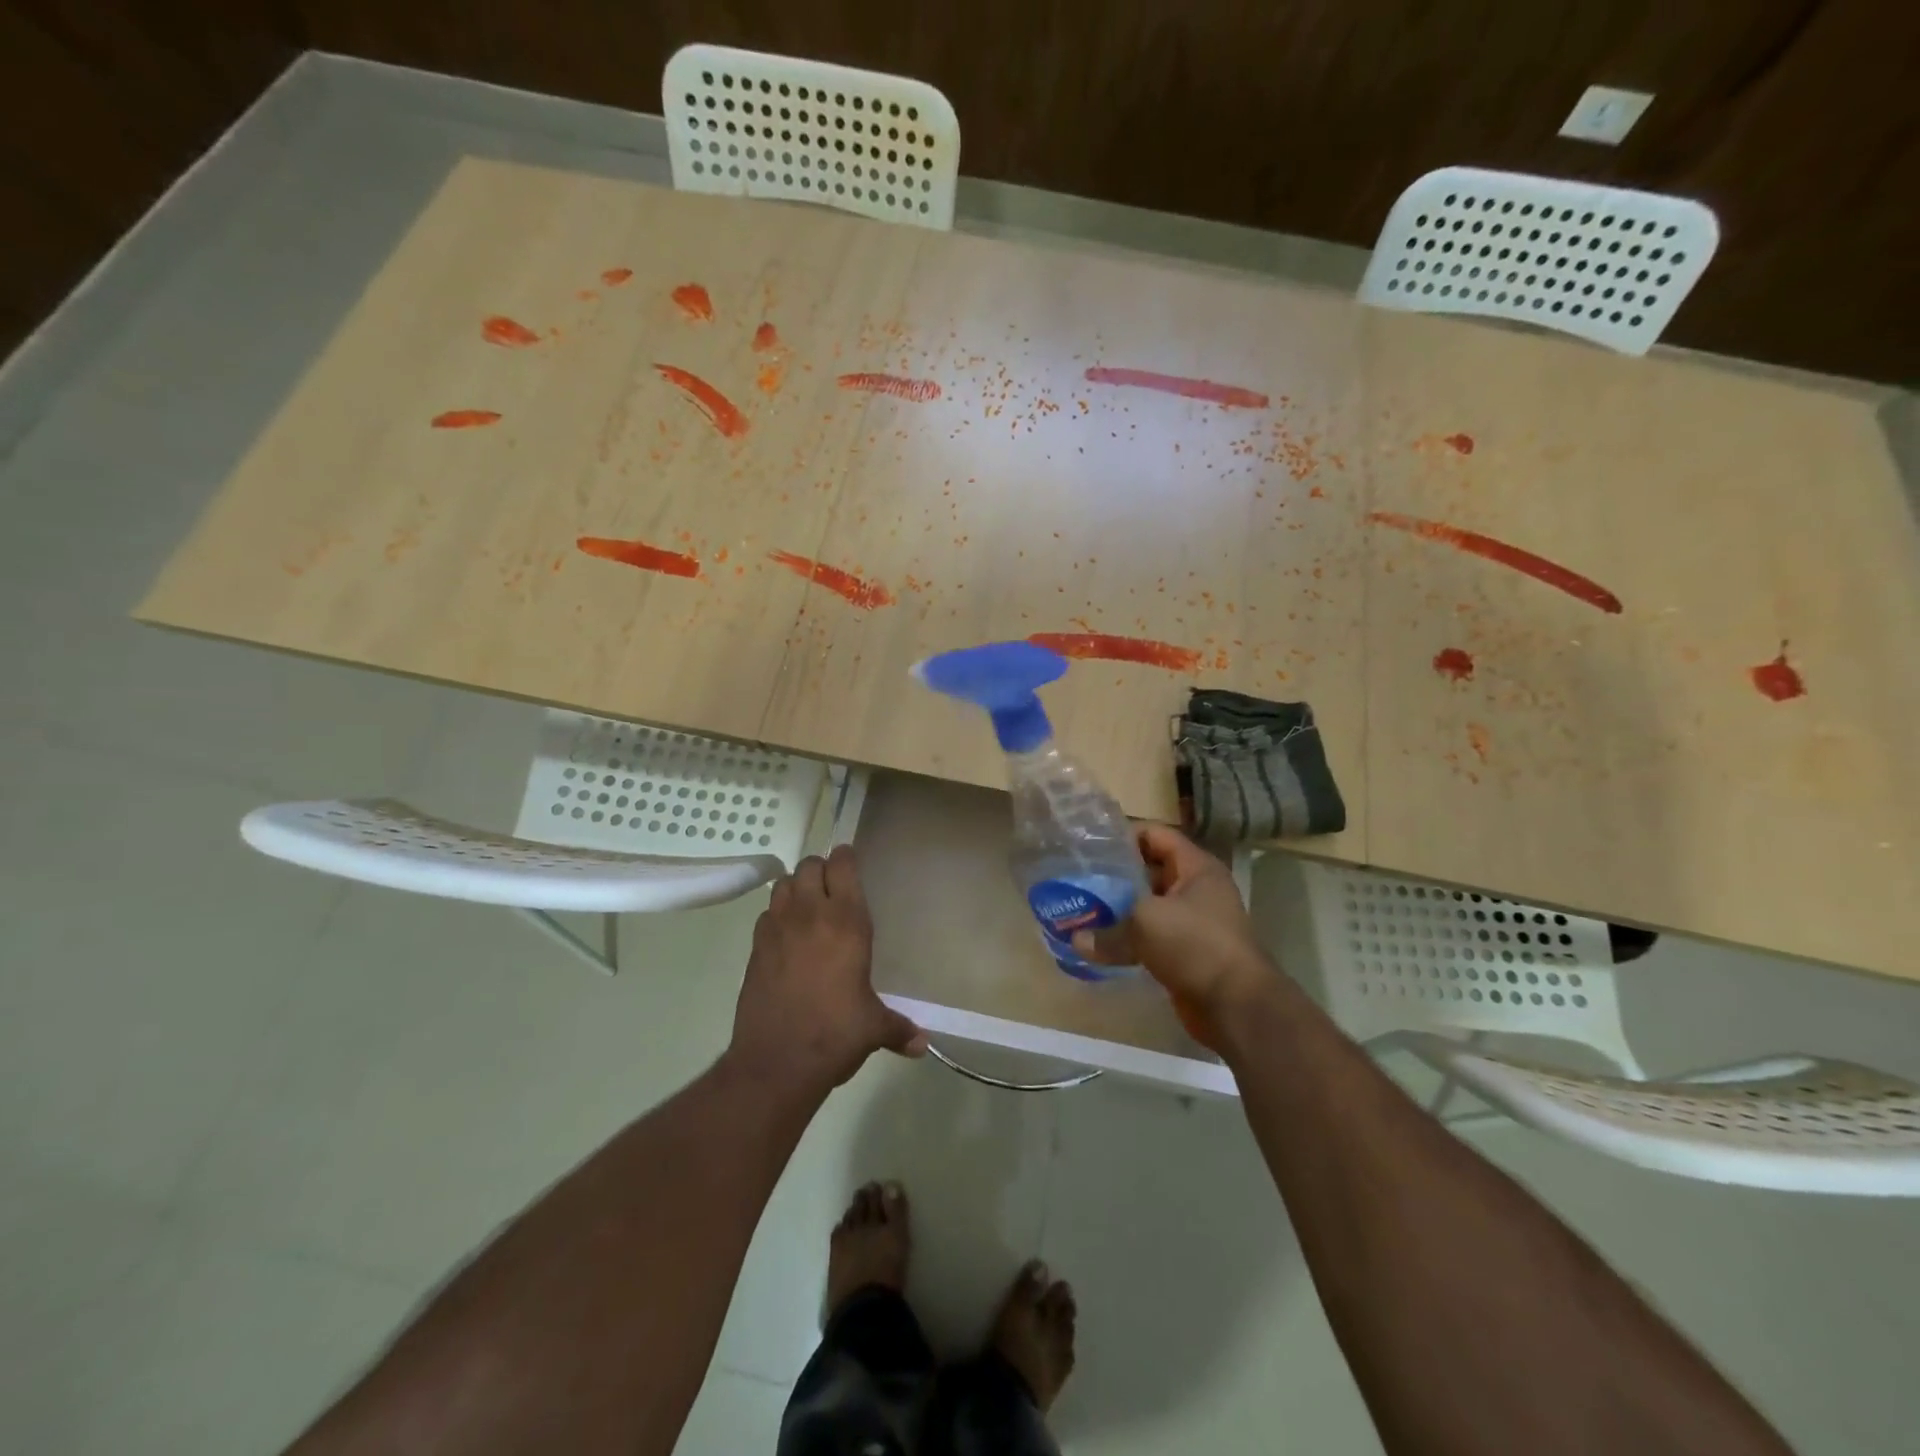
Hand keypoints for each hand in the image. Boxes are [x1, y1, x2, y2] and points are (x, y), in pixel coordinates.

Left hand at [729, 845, 924, 1096]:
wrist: (776, 1062)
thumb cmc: (835, 1035)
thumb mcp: (873, 1028)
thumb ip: (898, 1028)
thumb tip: (922, 1045)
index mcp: (846, 923)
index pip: (842, 865)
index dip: (846, 858)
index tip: (851, 863)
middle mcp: (810, 915)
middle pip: (810, 865)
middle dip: (821, 869)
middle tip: (832, 888)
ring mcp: (778, 928)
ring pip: (784, 883)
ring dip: (797, 886)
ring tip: (808, 905)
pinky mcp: (755, 947)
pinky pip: (766, 914)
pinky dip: (777, 914)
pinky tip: (786, 936)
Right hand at [1072, 825, 1278, 1043]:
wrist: (1236, 1006)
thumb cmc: (1195, 945)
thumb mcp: (1146, 923)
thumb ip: (1108, 929)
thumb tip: (1076, 940)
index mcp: (1196, 868)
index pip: (1156, 835)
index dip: (1123, 835)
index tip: (1089, 845)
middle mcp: (1197, 890)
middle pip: (1149, 871)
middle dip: (1115, 875)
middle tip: (1079, 879)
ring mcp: (1193, 923)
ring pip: (1148, 907)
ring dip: (1119, 910)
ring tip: (1082, 909)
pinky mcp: (1186, 953)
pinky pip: (1150, 938)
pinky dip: (1128, 939)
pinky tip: (1100, 943)